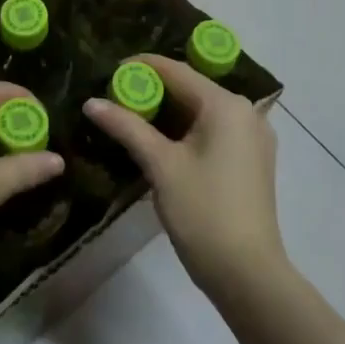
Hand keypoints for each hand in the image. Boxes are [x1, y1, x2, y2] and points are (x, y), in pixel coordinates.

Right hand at [82, 55, 285, 303]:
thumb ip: (126, 127)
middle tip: (116, 98)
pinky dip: (187, 129)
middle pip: (191, 88)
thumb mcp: (160, 165)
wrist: (249, 276)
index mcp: (226, 105)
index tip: (109, 73)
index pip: (176, 70)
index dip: (140, 67)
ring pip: (202, 111)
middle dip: (153, 91)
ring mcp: (253, 137)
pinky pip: (215, 130)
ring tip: (132, 117)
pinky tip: (162, 142)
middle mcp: (245, 112)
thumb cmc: (203, 212)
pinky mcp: (253, 160)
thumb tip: (91, 102)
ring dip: (169, 112)